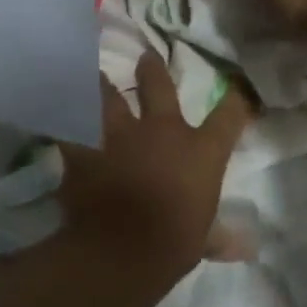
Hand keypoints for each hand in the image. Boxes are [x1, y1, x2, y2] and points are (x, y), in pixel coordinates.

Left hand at [60, 50, 251, 277]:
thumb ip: (219, 237)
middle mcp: (162, 132)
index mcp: (200, 152)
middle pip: (158, 87)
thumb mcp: (202, 241)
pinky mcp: (84, 149)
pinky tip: (60, 119)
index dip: (236, 99)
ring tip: (96, 76)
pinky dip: (67, 124)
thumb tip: (246, 250)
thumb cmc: (173, 244)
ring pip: (108, 97)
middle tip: (146, 56)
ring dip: (103, 87)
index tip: (238, 89)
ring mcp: (119, 136)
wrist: (120, 250)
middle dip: (152, 70)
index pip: (228, 115)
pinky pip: (70, 128)